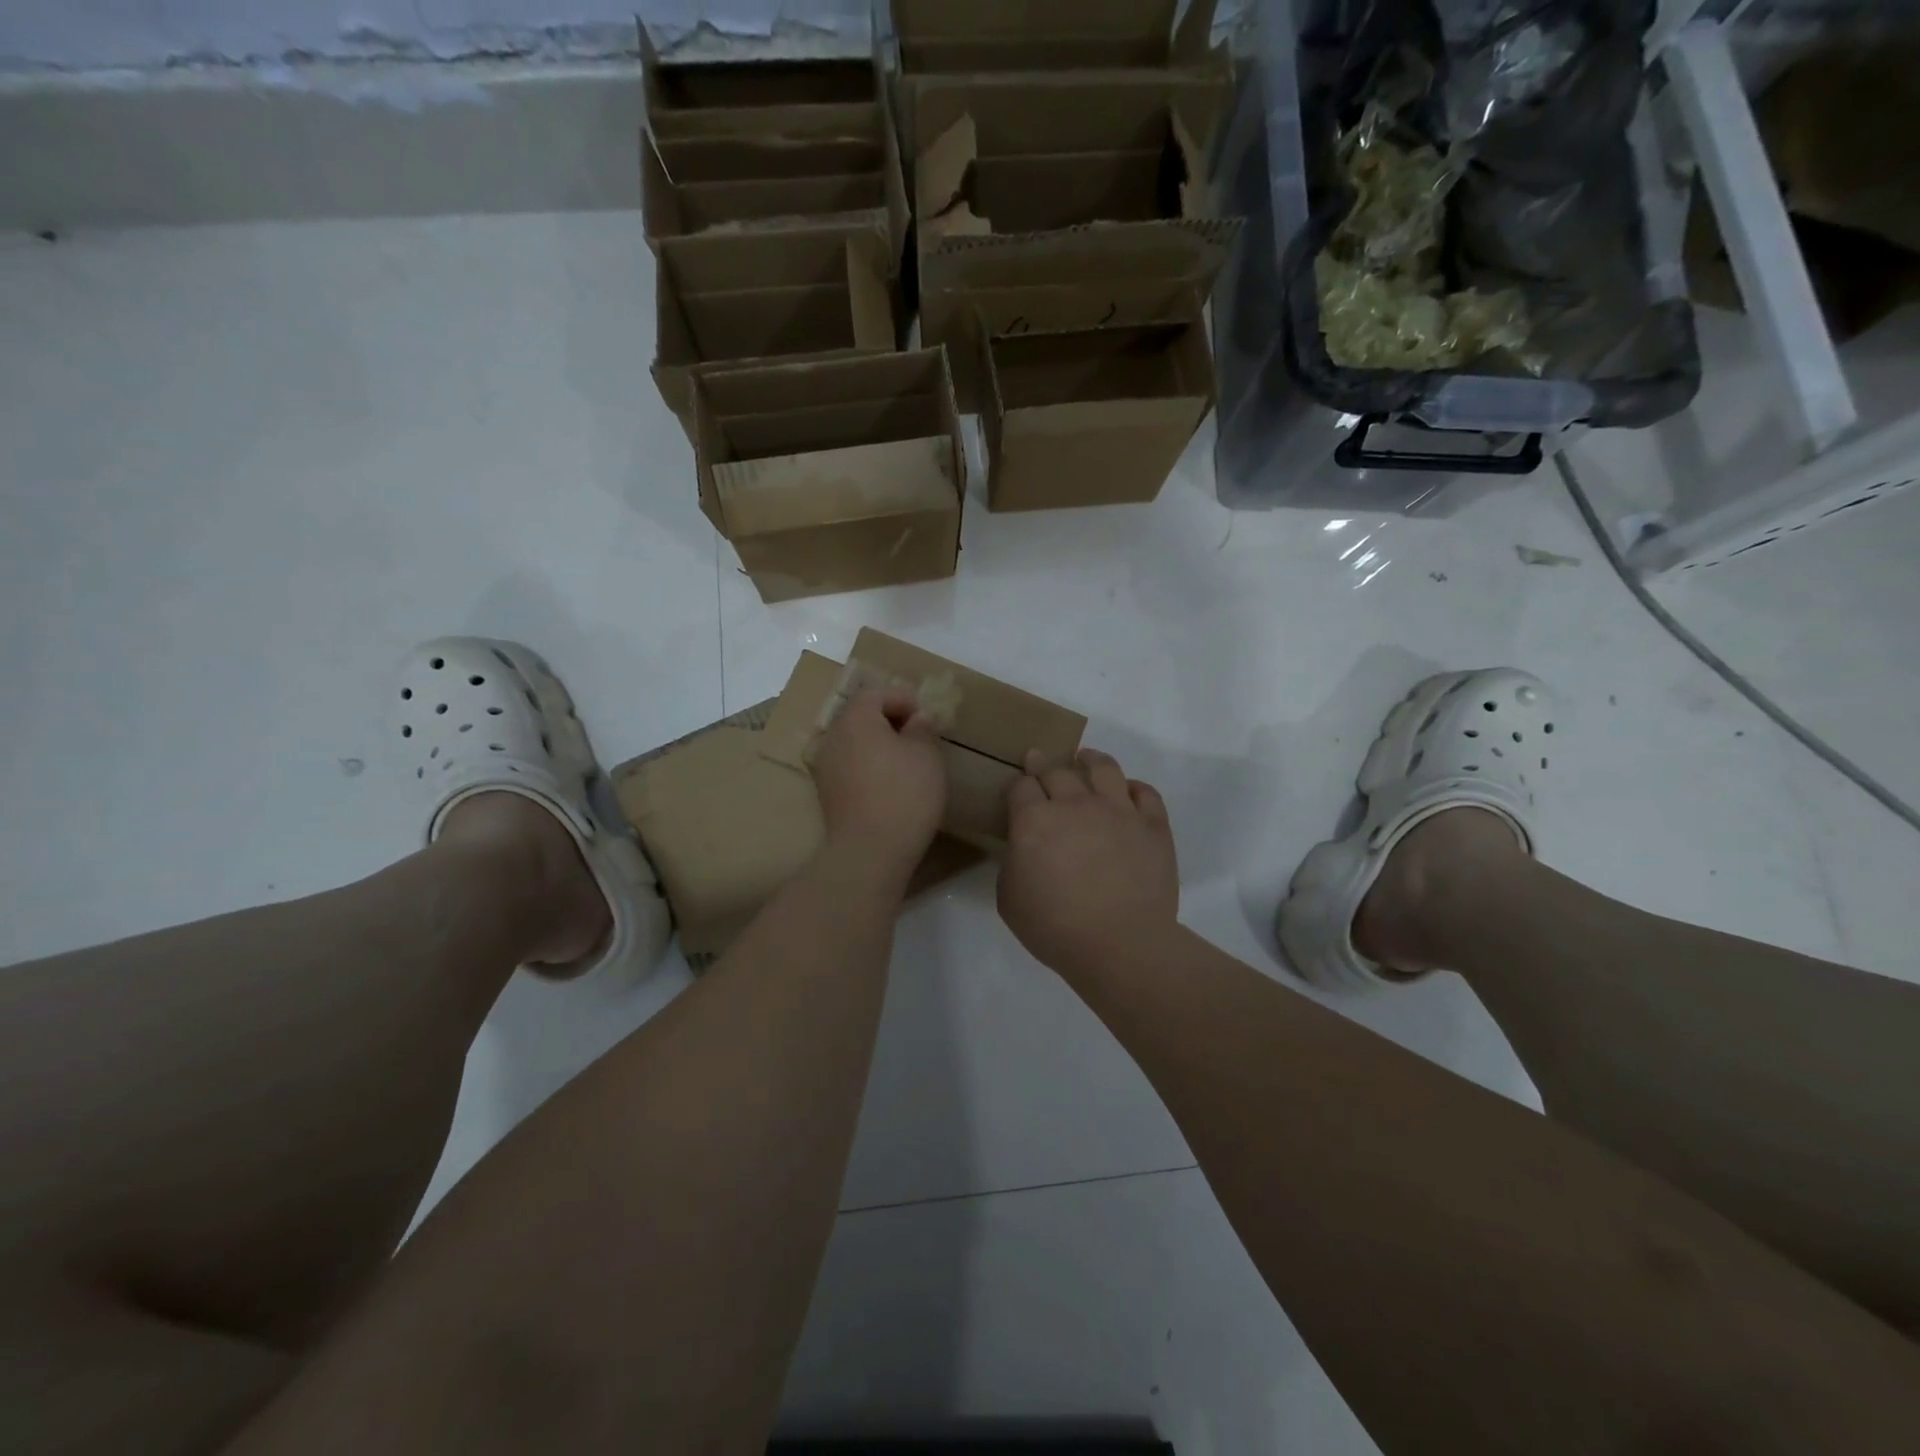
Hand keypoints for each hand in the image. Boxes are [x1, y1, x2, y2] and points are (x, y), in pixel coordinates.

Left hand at [811, 687, 946, 872]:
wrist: (870, 851)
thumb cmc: (904, 794)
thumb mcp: (926, 755)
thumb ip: (922, 729)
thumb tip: (917, 719)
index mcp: (856, 719)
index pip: (876, 694)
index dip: (903, 699)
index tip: (926, 715)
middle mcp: (833, 737)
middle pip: (861, 716)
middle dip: (890, 720)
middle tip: (919, 734)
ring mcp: (825, 767)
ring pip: (854, 743)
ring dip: (879, 744)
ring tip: (907, 760)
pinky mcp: (827, 794)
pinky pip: (850, 766)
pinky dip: (869, 766)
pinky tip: (890, 783)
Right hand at [997, 749, 1178, 980]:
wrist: (1120, 944)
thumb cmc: (1055, 927)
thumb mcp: (1009, 899)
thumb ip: (1012, 863)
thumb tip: (1024, 849)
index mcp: (1034, 820)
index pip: (1021, 786)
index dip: (1018, 786)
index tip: (1019, 790)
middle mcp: (1075, 804)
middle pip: (1058, 771)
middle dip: (1045, 765)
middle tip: (1041, 762)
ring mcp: (1118, 810)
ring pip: (1104, 768)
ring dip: (1091, 760)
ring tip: (1086, 758)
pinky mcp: (1153, 825)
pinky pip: (1146, 793)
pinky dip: (1134, 788)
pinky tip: (1128, 791)